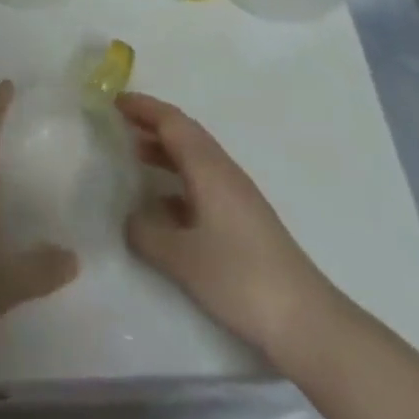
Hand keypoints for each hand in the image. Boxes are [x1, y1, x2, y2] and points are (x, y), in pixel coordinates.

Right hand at [118, 91, 326, 356]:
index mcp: (208, 167)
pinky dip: (177, 179)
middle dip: (152, 123)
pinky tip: (163, 205)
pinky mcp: (243, 219)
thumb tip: (129, 217)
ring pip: (194, 157)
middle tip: (119, 123)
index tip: (114, 100)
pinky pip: (202, 181)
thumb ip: (148, 233)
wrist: (303, 318)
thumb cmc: (239, 277)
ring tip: (133, 156)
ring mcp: (236, 194)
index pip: (171, 121)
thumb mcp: (183, 258)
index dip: (143, 107)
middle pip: (184, 133)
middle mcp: (223, 170)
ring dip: (164, 151)